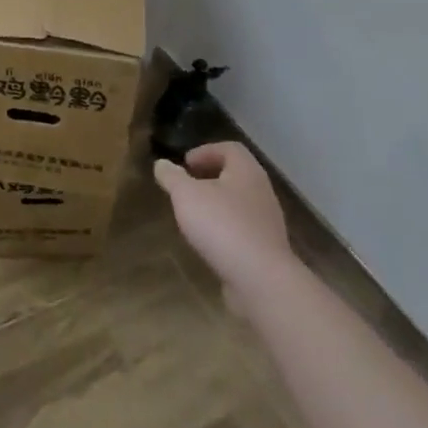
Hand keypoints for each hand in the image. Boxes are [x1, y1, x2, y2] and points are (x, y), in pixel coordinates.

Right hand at [155, 142, 297, 311]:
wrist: (261, 279)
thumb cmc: (222, 225)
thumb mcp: (186, 195)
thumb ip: (172, 177)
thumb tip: (161, 163)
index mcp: (246, 171)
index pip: (230, 148)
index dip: (205, 151)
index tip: (185, 163)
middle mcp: (261, 191)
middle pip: (236, 175)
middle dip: (209, 177)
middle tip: (186, 186)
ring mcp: (266, 222)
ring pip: (239, 203)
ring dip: (216, 203)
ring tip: (193, 214)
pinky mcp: (266, 248)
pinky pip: (242, 228)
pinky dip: (224, 228)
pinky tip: (208, 241)